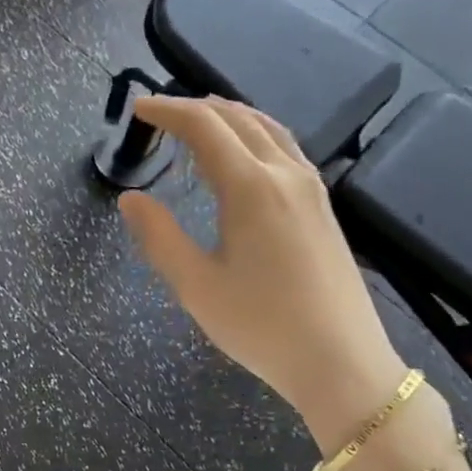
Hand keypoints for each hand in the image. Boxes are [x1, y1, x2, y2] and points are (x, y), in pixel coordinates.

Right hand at [119, 96, 408, 450]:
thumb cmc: (261, 326)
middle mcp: (285, 174)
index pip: (204, 126)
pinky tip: (244, 154)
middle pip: (238, 118)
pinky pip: (285, 148)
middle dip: (195, 108)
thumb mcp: (196, 286)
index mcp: (251, 187)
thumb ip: (159, 236)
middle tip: (159, 115)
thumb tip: (130, 198)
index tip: (138, 108)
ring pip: (267, 128)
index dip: (168, 110)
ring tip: (198, 121)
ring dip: (229, 116)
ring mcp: (311, 188)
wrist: (341, 362)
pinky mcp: (323, 207)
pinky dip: (254, 134)